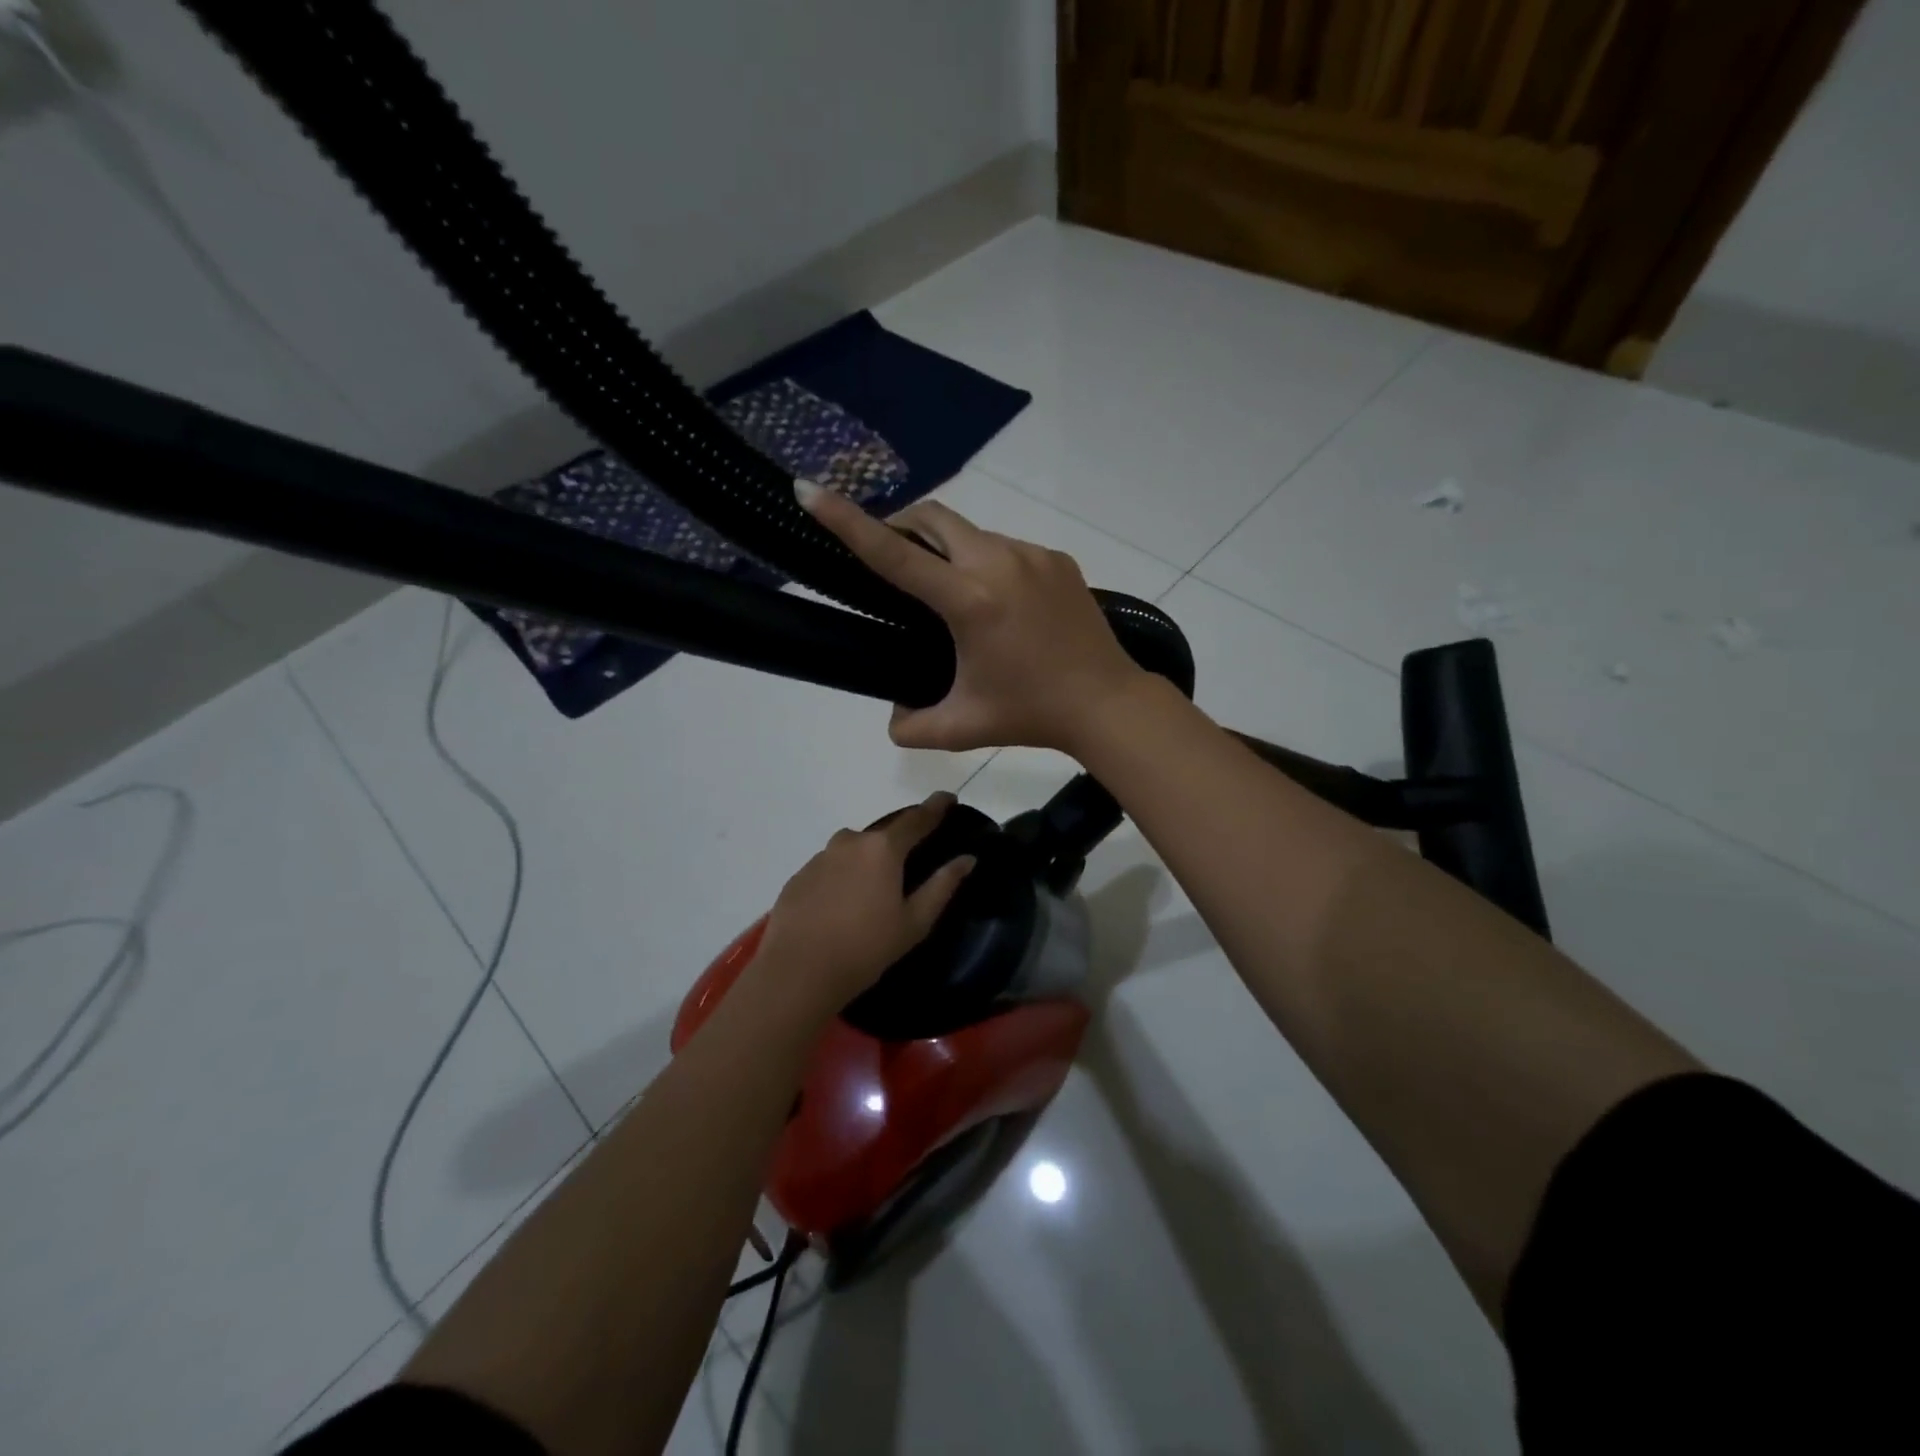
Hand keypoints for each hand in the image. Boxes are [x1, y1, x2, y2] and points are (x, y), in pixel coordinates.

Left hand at [749, 791, 975, 1016]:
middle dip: (899, 840)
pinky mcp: (799, 877)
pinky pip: (830, 868)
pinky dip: (843, 877)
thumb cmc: (866, 948)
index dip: (935, 807)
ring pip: (853, 850)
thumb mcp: (914, 922)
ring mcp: (820, 857)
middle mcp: (850, 842)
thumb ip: (942, 885)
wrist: (798, 972)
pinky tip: (843, 904)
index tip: (947, 797)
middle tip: (911, 858)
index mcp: (882, 849)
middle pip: (882, 833)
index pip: (916, 819)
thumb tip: (967, 858)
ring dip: (868, 860)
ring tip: (874, 889)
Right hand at [801, 486, 1147, 753]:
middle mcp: (1000, 563)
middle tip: (891, 554)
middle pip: (934, 517)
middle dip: (902, 524)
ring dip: (949, 550)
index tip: (810, 490)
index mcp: (970, 601)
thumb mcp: (961, 729)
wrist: (1106, 704)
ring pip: (973, 533)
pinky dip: (987, 563)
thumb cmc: (1030, 715)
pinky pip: (1007, 548)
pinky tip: (998, 604)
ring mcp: (1033, 555)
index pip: (895, 554)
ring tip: (953, 595)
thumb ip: (911, 726)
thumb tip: (894, 714)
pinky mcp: (1058, 559)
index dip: (848, 522)